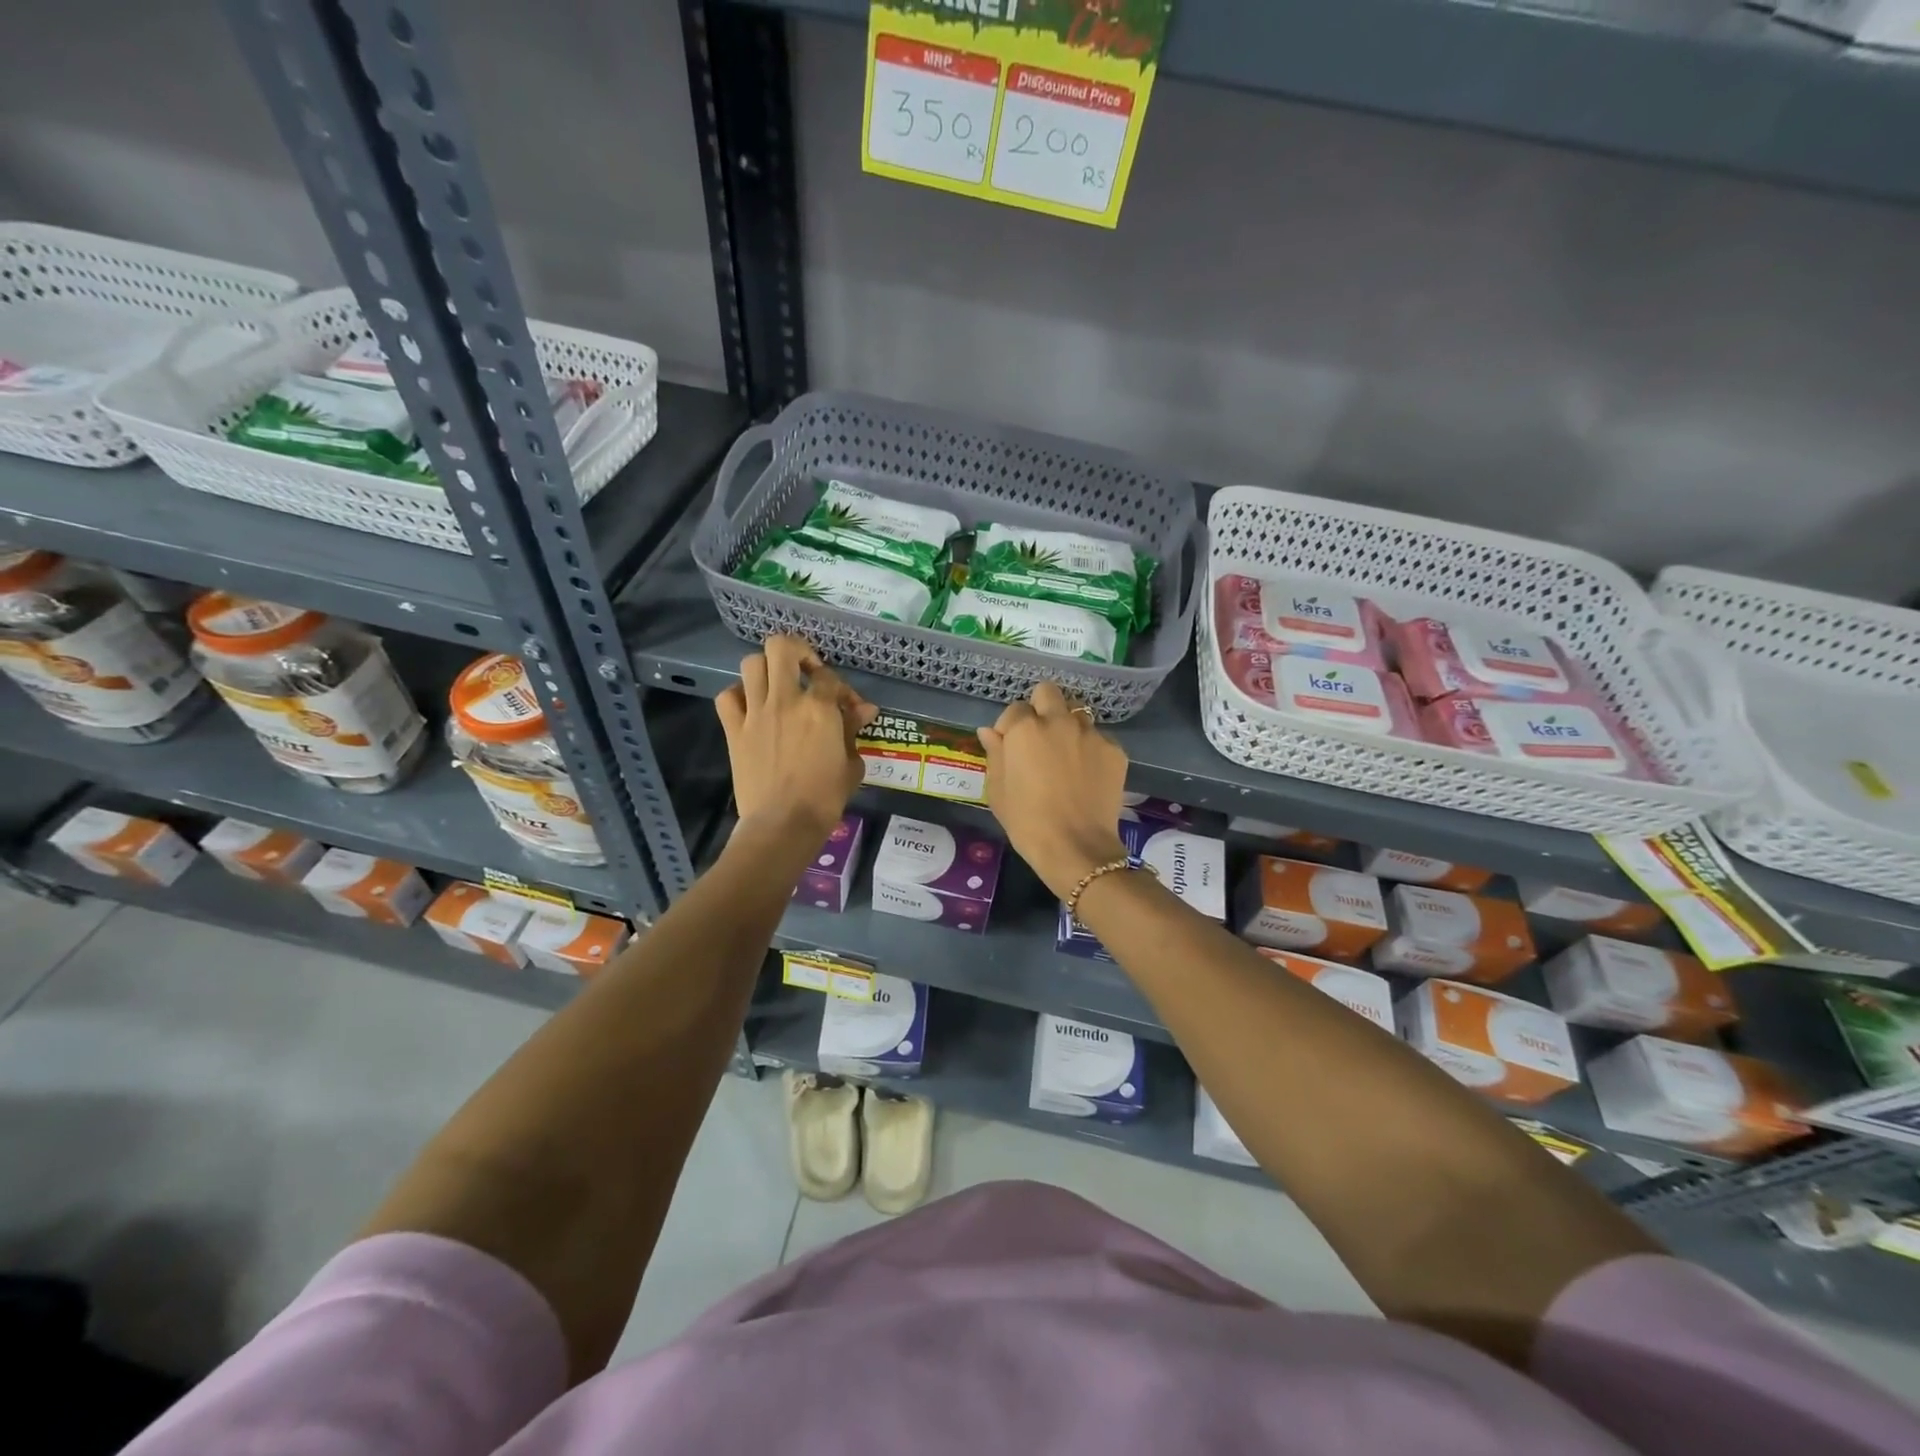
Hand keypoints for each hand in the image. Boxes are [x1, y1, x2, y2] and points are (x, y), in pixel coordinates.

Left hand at [717, 636, 877, 844]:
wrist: (782, 824)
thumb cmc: (824, 798)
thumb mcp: (851, 764)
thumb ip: (854, 731)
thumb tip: (865, 709)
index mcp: (819, 708)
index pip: (830, 678)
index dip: (842, 689)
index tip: (848, 708)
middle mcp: (785, 700)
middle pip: (782, 648)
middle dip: (797, 651)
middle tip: (806, 671)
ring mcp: (755, 713)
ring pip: (751, 664)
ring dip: (767, 669)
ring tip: (778, 685)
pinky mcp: (734, 730)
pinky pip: (727, 697)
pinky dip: (738, 695)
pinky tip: (751, 707)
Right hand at [979, 683, 1128, 900]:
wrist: (1076, 847)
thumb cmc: (1027, 822)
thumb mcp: (998, 790)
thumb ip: (995, 754)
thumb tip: (989, 731)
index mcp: (1025, 729)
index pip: (1014, 709)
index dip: (1009, 728)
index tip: (1010, 748)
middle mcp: (1059, 721)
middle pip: (1049, 692)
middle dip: (1041, 706)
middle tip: (1039, 736)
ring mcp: (1090, 733)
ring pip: (1077, 712)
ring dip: (1068, 725)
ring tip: (1066, 753)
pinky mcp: (1115, 750)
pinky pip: (1099, 737)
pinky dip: (1090, 748)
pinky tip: (1086, 773)